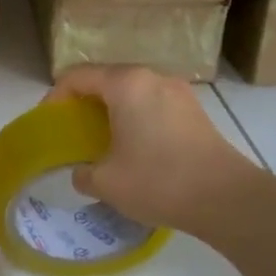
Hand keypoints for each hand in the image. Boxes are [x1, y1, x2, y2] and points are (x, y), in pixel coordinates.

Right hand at [45, 65, 263, 232]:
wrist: (228, 199)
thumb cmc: (159, 181)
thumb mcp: (106, 182)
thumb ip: (83, 173)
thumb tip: (83, 172)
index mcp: (125, 84)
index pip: (77, 77)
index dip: (55, 97)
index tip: (48, 123)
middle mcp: (152, 78)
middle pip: (106, 80)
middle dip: (84, 103)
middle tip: (71, 131)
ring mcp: (178, 92)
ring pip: (132, 92)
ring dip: (112, 111)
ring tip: (102, 141)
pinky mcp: (195, 112)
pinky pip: (153, 105)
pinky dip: (136, 119)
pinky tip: (135, 149)